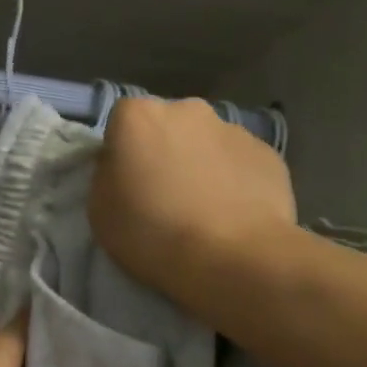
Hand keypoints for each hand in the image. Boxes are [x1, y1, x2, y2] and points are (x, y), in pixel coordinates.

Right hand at [88, 98, 298, 306]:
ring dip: (198, 164)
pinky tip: (230, 214)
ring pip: (205, 142)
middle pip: (167, 125)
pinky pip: (238, 162)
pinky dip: (231, 180)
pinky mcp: (267, 153)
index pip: (121, 121)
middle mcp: (187, 109)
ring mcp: (232, 128)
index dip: (121, 151)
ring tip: (201, 209)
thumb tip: (121, 165)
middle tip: (162, 194)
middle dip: (163, 150)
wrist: (232, 257)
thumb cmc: (151, 233)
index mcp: (138, 117)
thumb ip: (106, 175)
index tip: (125, 182)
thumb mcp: (99, 210)